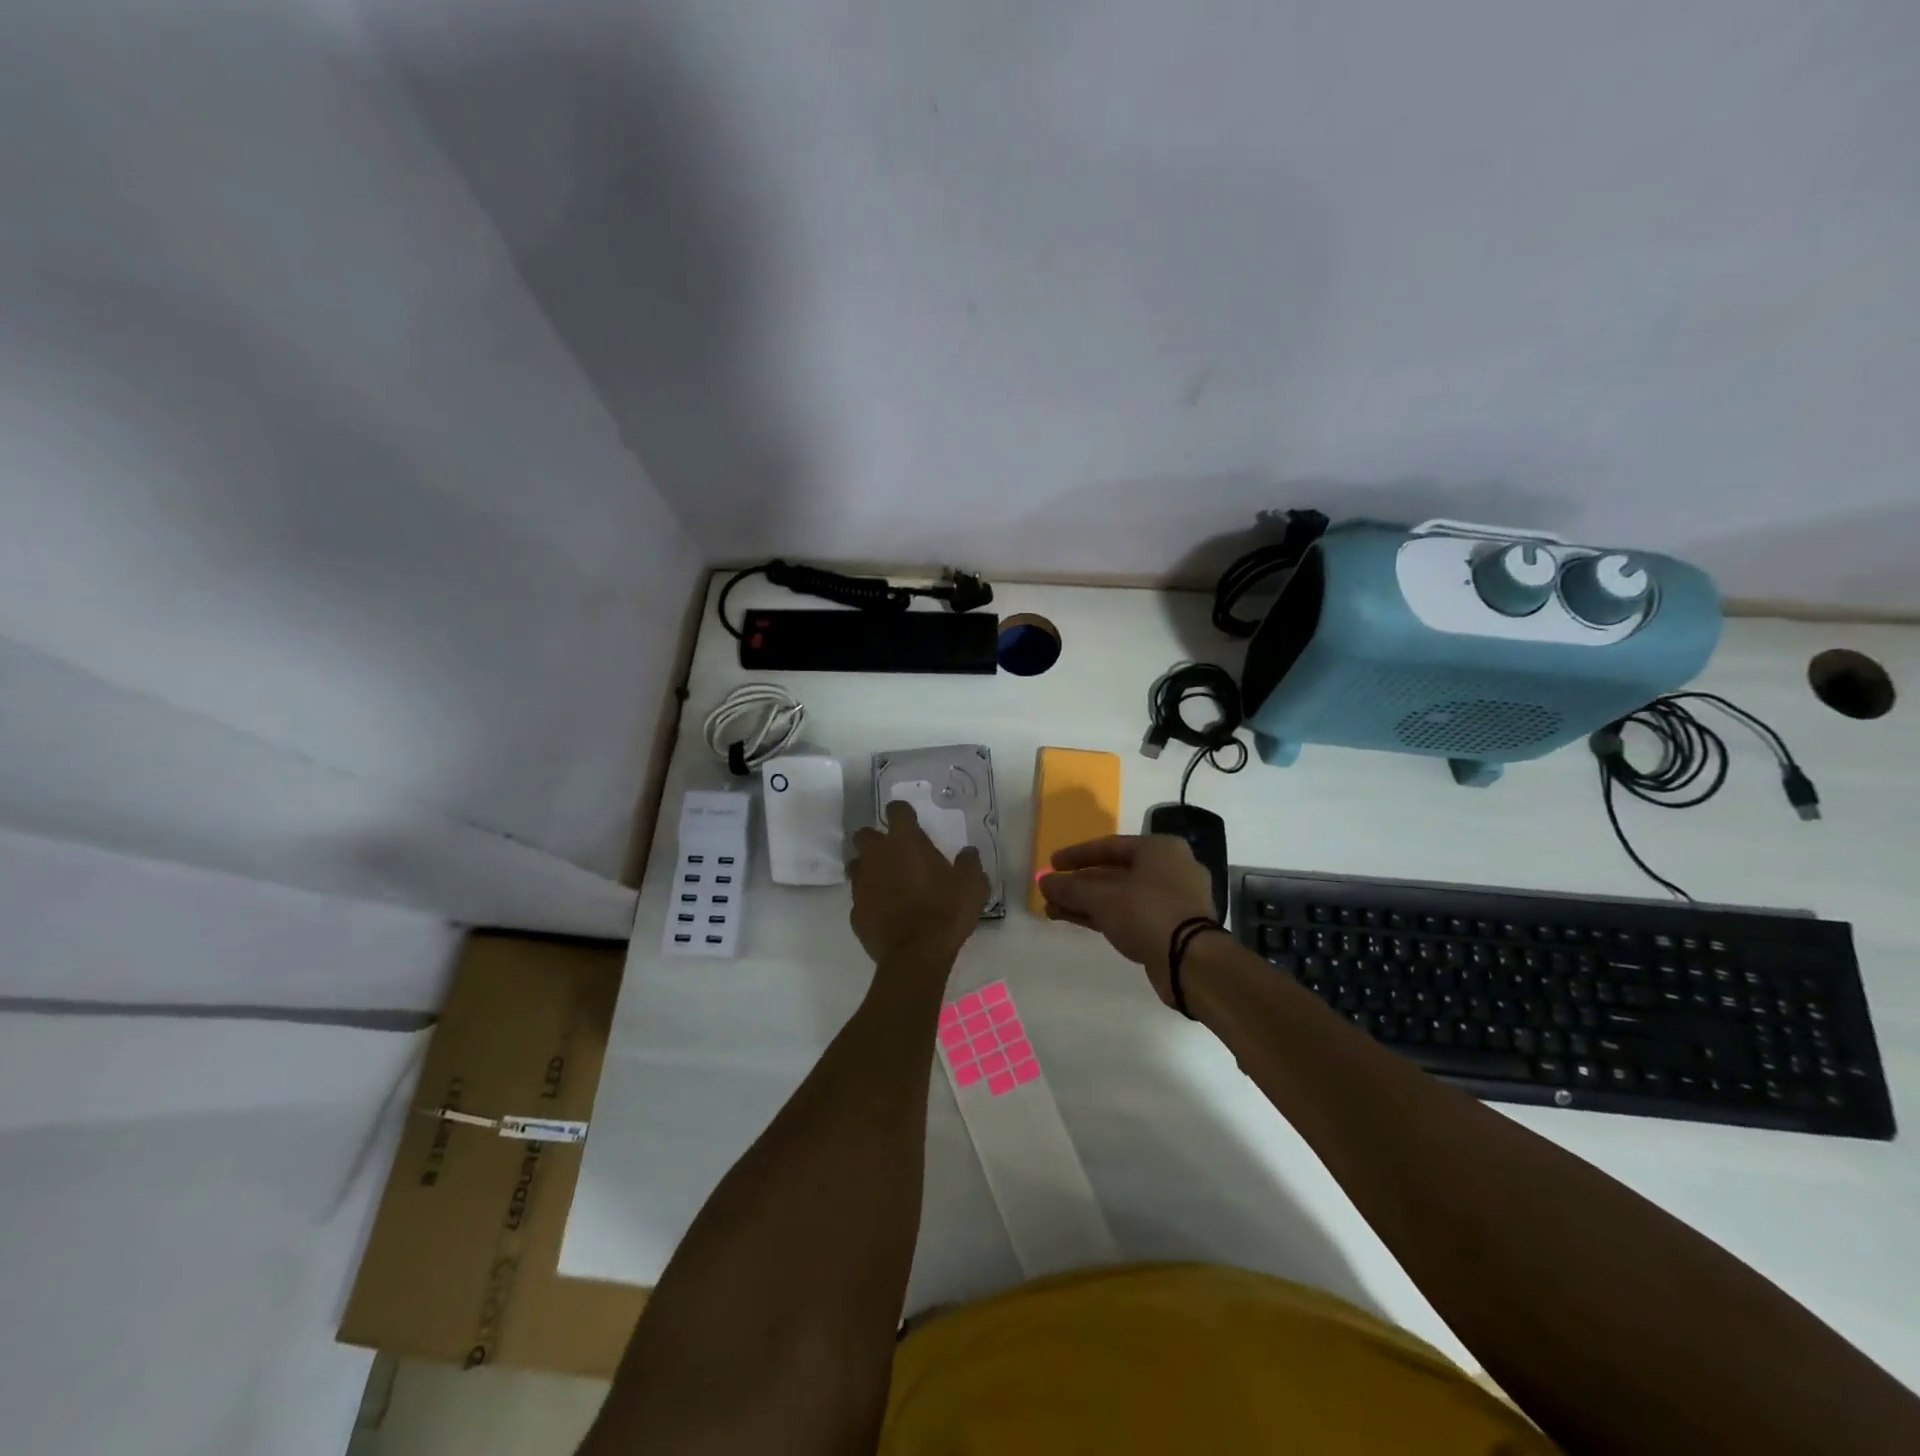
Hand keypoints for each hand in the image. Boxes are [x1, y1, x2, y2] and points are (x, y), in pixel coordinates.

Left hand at [848, 800, 989, 966]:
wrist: (916, 954)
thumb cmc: (945, 911)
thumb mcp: (972, 885)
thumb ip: (969, 864)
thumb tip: (968, 852)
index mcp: (905, 842)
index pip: (897, 810)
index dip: (902, 812)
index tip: (910, 820)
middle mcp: (877, 856)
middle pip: (865, 834)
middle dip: (876, 839)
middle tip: (894, 852)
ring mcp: (862, 884)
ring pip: (856, 865)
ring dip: (868, 868)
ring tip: (887, 881)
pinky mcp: (855, 911)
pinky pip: (860, 898)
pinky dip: (870, 900)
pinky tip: (884, 911)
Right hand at [1038, 835, 1217, 1006]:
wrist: (1191, 962)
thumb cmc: (1148, 913)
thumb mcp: (1102, 897)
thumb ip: (1070, 888)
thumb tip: (1043, 881)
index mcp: (1160, 849)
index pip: (1110, 846)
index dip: (1077, 855)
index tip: (1052, 863)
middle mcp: (1169, 869)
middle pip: (1114, 872)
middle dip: (1079, 884)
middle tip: (1050, 890)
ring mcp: (1172, 900)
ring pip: (1120, 896)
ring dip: (1086, 901)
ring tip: (1052, 908)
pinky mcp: (1169, 928)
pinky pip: (1129, 914)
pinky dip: (1102, 915)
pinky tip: (1074, 919)